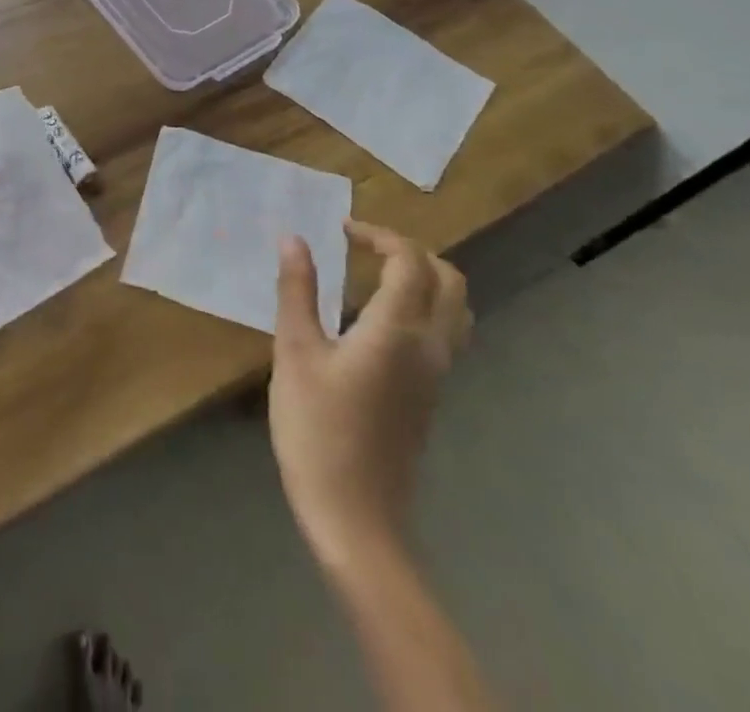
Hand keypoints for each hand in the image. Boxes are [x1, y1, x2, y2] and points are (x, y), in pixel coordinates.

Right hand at [270, 222, 470, 572]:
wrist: (356, 519)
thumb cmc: (318, 430)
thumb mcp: (295, 353)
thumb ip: (298, 291)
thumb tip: (294, 239)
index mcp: (398, 330)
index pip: (409, 260)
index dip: (378, 234)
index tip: (341, 230)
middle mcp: (430, 346)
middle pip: (449, 280)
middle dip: (410, 251)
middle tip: (364, 248)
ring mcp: (438, 375)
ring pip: (455, 309)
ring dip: (425, 279)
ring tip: (375, 276)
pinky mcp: (431, 396)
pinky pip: (446, 334)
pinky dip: (424, 307)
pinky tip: (378, 320)